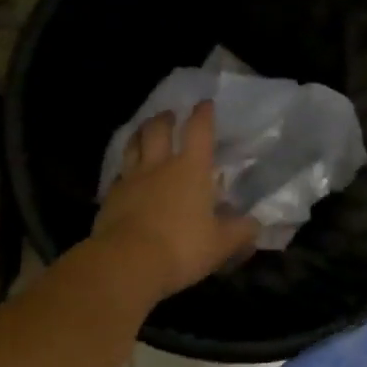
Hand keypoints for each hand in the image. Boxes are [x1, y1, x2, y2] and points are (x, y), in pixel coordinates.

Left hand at [93, 101, 258, 300]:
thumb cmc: (182, 247)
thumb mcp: (221, 244)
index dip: (203, 114)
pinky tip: (126, 175)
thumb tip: (255, 224)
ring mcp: (131, 179)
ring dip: (140, 133)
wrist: (127, 262)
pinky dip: (125, 169)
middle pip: (158, 130)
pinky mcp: (111, 197)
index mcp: (191, 169)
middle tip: (169, 115)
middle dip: (165, 118)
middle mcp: (160, 166)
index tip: (205, 103)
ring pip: (133, 145)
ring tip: (144, 131)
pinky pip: (119, 174)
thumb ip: (240, 231)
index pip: (199, 131)